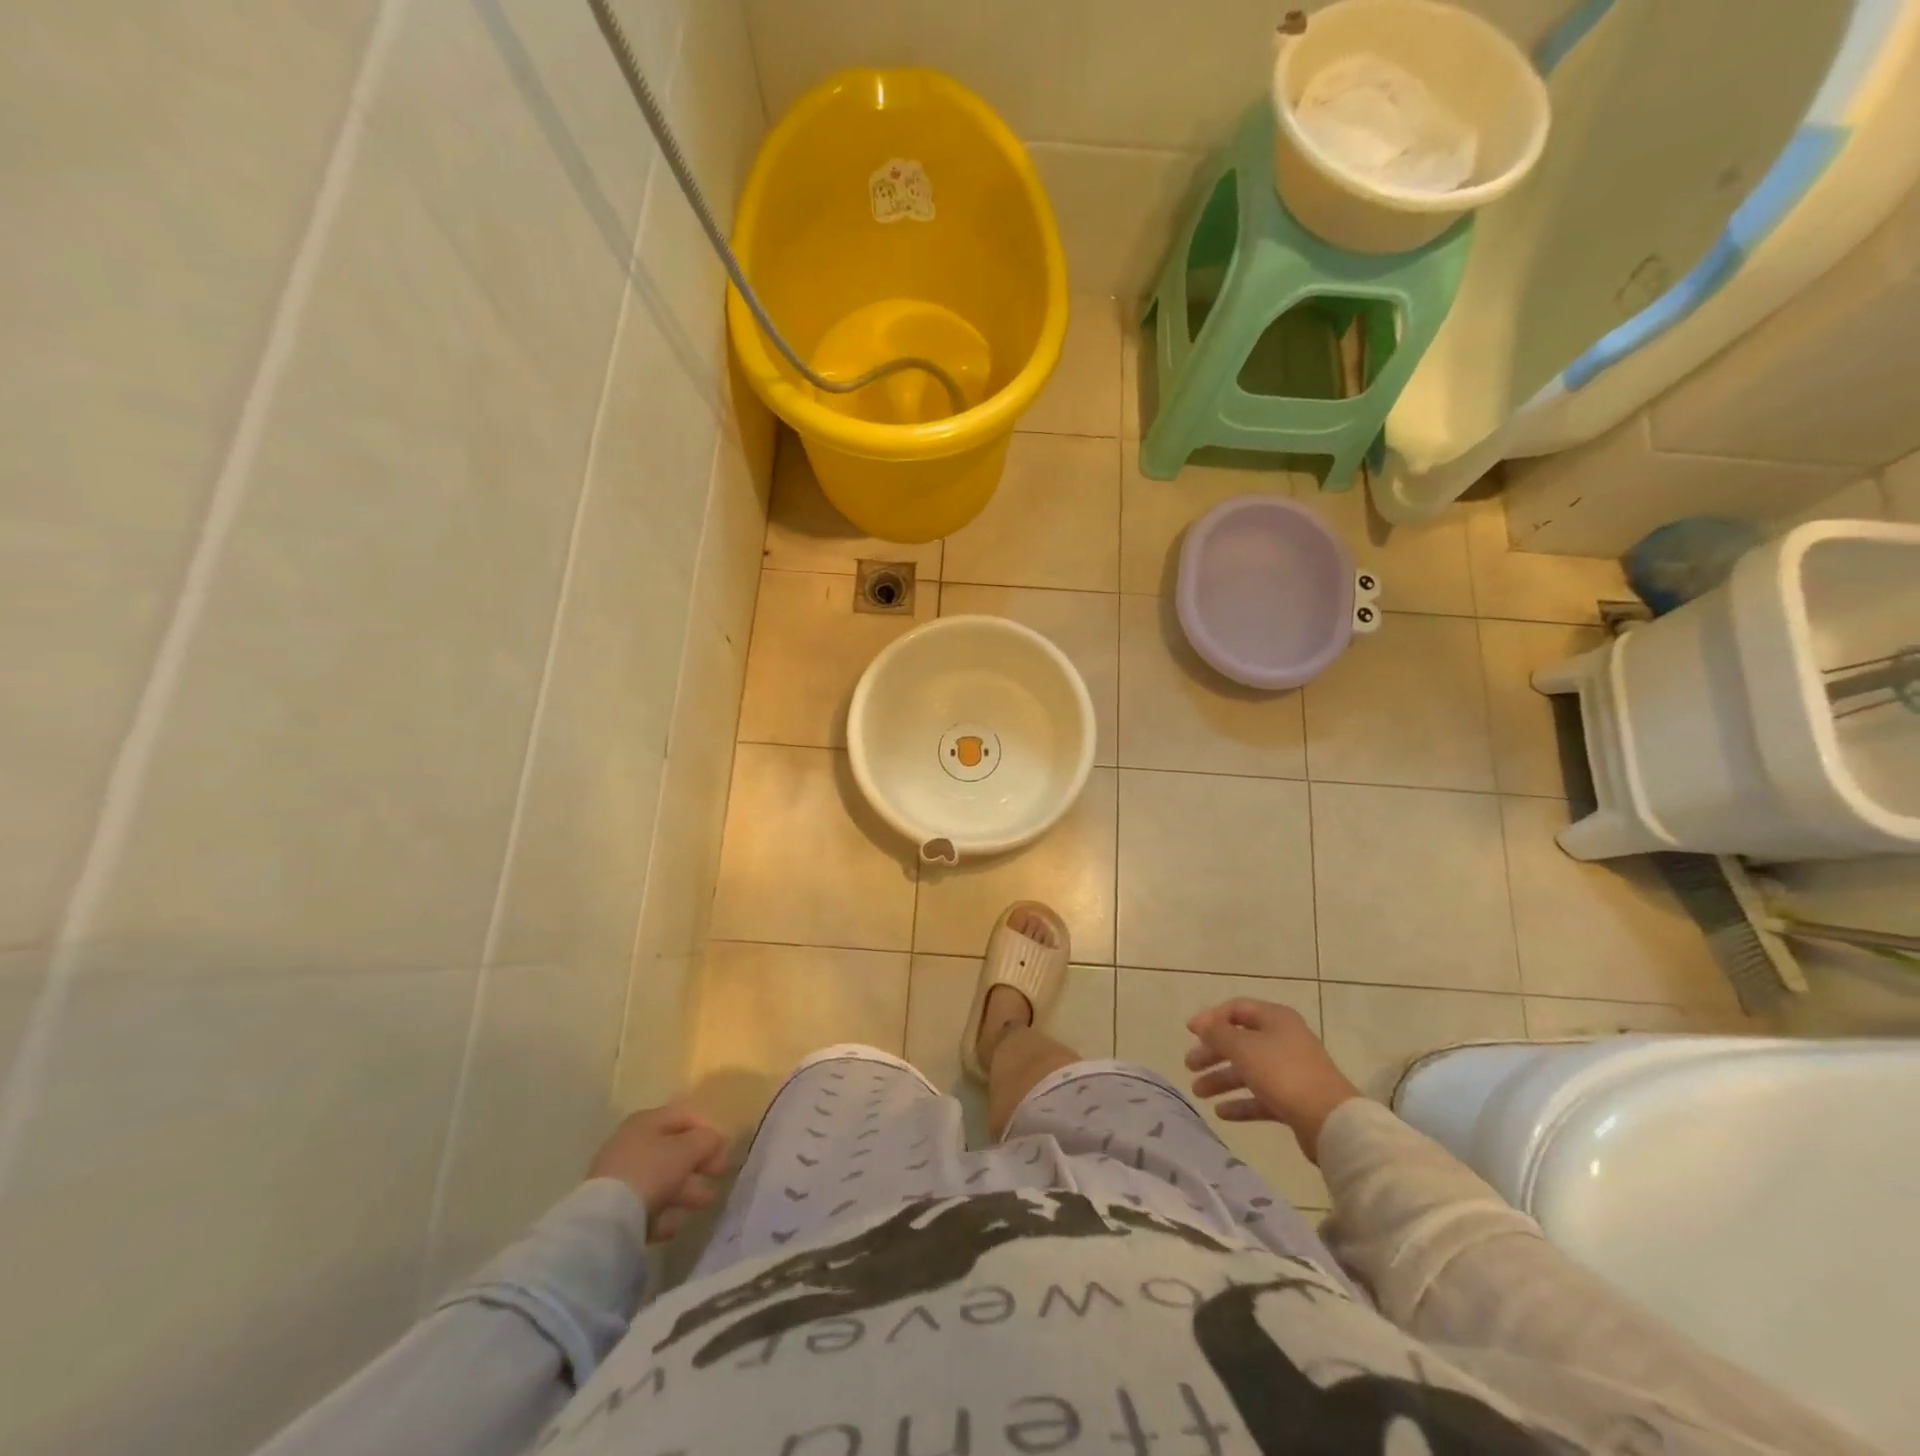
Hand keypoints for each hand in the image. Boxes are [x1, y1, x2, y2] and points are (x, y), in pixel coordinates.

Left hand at [588, 1105, 728, 1242]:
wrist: (606, 1219)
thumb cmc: (651, 1171)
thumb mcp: (687, 1149)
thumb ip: (706, 1140)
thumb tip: (715, 1139)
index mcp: (647, 1121)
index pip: (684, 1116)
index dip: (708, 1129)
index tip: (724, 1148)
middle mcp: (632, 1144)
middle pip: (674, 1150)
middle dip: (700, 1163)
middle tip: (719, 1175)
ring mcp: (621, 1177)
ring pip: (662, 1179)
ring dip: (687, 1190)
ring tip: (707, 1203)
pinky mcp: (614, 1208)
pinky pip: (646, 1205)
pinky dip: (663, 1213)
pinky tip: (674, 1225)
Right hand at [1184, 999, 1361, 1163]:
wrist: (1330, 1121)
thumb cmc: (1283, 1073)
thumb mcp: (1244, 1047)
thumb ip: (1218, 1033)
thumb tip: (1201, 1023)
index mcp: (1275, 1019)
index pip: (1236, 1009)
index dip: (1211, 1018)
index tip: (1189, 1032)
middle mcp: (1283, 1039)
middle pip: (1240, 1041)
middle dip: (1212, 1052)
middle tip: (1189, 1065)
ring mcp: (1290, 1071)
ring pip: (1248, 1070)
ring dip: (1222, 1079)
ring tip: (1199, 1092)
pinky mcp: (1294, 1100)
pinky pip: (1260, 1096)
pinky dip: (1240, 1102)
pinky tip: (1221, 1112)